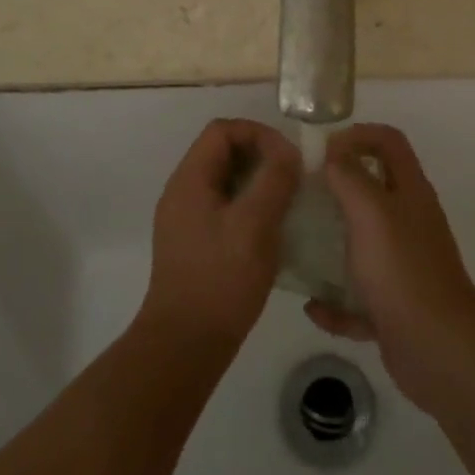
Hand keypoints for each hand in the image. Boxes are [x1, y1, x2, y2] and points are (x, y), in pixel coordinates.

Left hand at [139, 119, 301, 352]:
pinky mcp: (193, 243)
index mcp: (189, 179)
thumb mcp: (255, 223)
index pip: (222, 130)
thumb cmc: (222, 278)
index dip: (257, 133)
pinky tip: (272, 230)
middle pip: (222, 153)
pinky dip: (249, 206)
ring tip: (288, 201)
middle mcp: (182, 192)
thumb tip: (288, 152)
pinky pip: (223, 207)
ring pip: (225, 181)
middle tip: (293, 177)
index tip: (288, 157)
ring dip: (257, 182)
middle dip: (260, 157)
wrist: (186, 344)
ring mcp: (185, 219)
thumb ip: (274, 179)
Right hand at [304, 124, 474, 413]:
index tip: (322, 150)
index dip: (357, 135)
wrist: (440, 352)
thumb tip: (334, 154)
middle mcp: (408, 224)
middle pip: (372, 191)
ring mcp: (403, 267)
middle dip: (336, 189)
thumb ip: (350, 177)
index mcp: (410, 193)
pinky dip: (336, 304)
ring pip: (362, 245)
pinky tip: (313, 307)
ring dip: (331, 246)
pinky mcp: (395, 308)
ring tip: (297, 245)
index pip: (388, 141)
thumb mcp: (372, 213)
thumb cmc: (403, 271)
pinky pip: (358, 300)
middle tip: (301, 195)